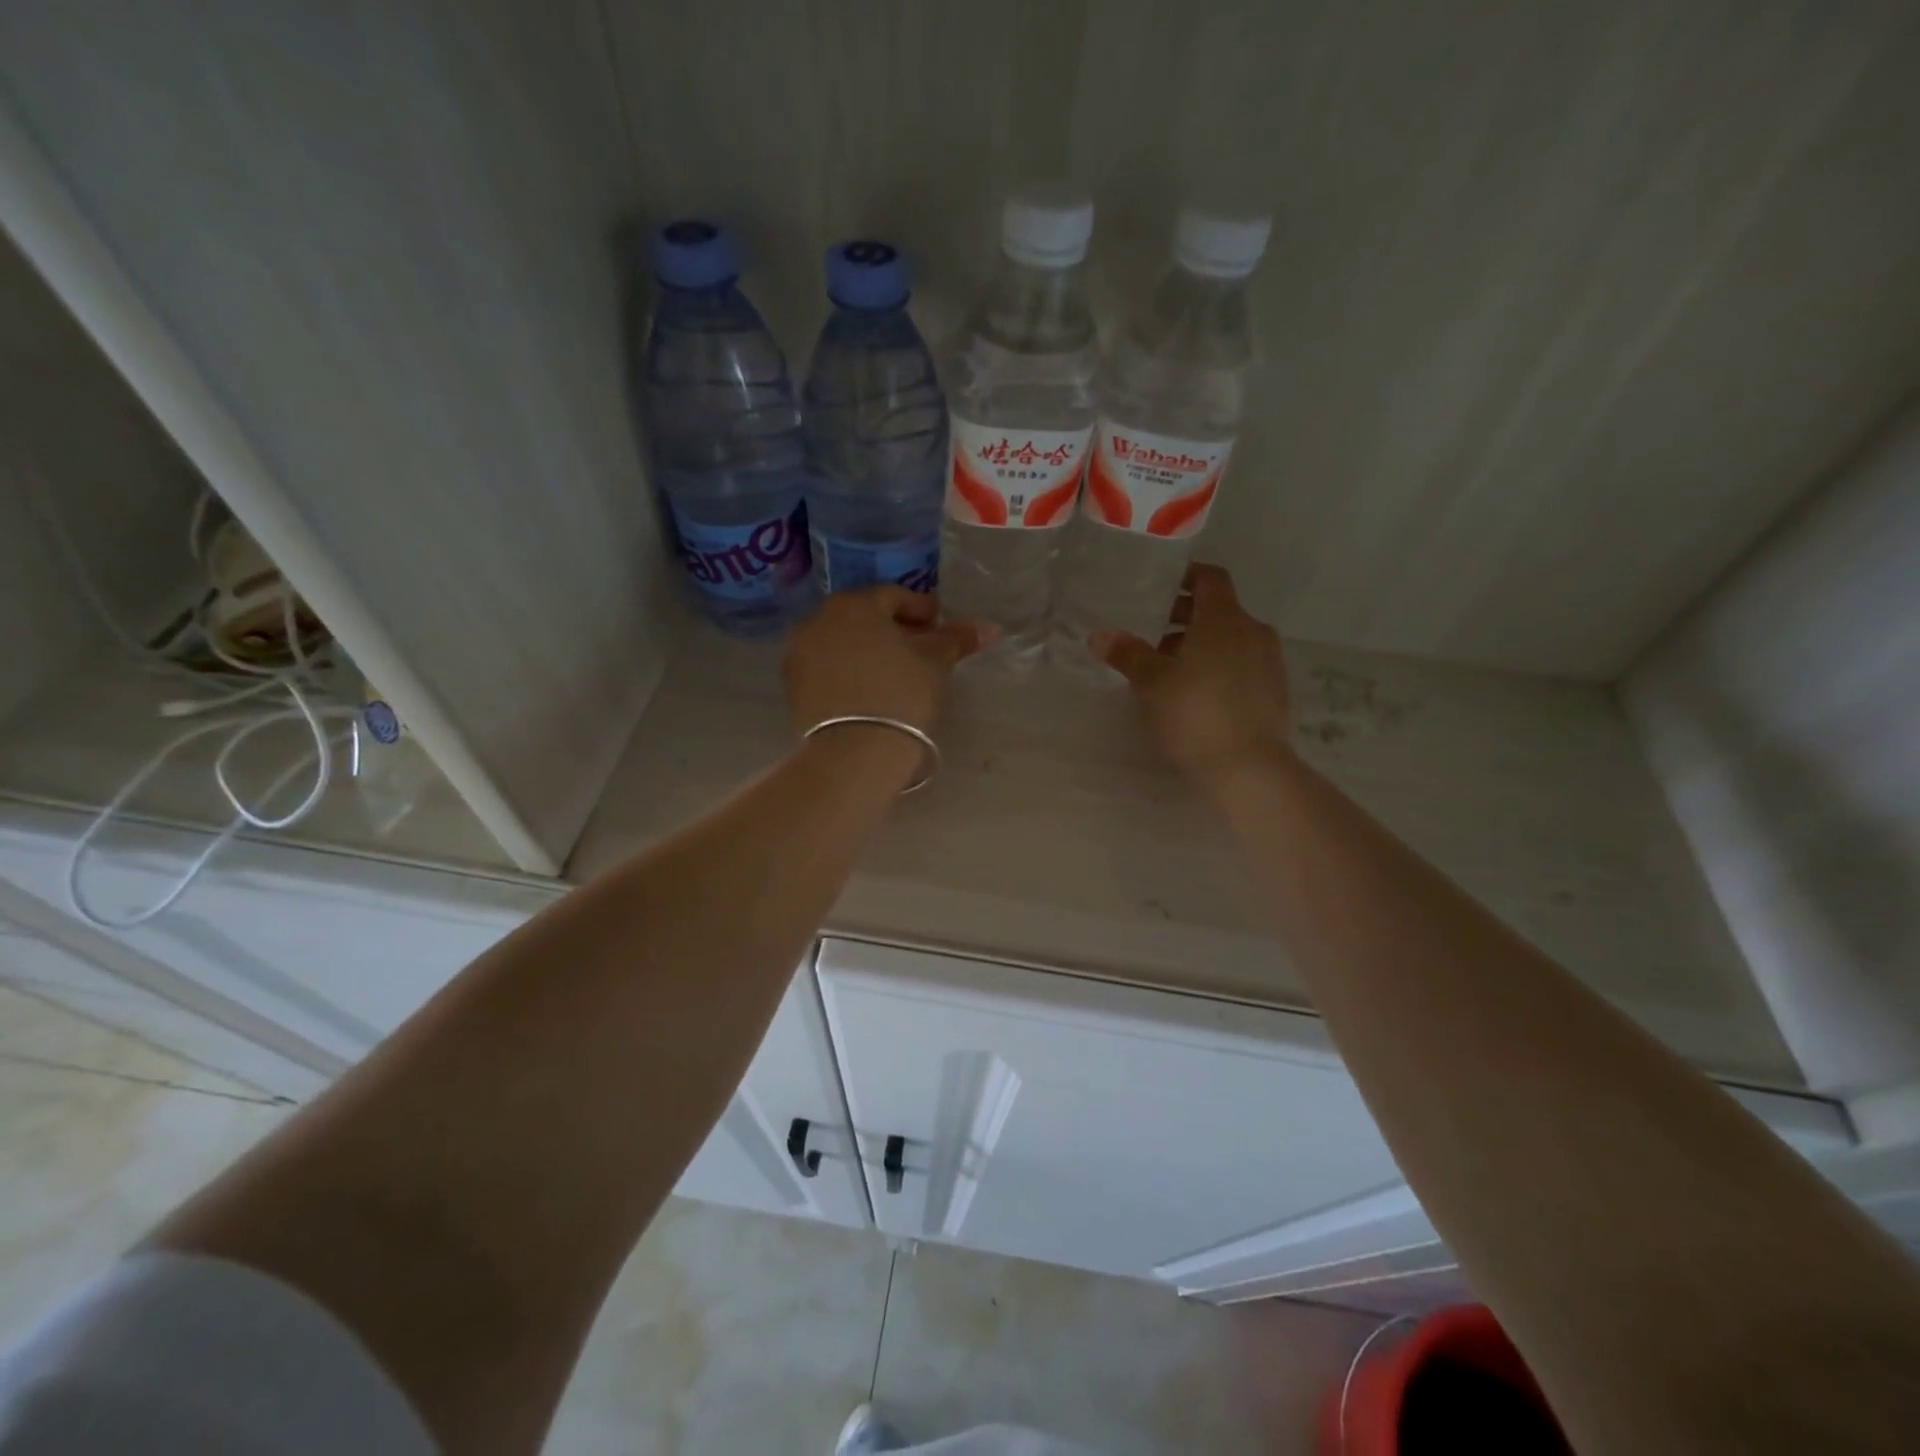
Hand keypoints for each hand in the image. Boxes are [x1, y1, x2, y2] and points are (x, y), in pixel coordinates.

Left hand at [784, 587, 990, 737]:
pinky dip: (851, 673)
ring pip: (845, 644)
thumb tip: (991, 627)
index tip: (941, 626)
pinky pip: (830, 670)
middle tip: (923, 651)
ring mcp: (799, 655)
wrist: (853, 753)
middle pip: (865, 619)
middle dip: (895, 631)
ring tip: (899, 674)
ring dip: (871, 652)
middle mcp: (817, 621)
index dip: (922, 610)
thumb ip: (957, 638)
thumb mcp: (935, 662)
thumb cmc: (900, 694)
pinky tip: (872, 692)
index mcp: (853, 604)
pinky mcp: (793, 688)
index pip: (894, 597)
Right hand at [1090, 564, 1291, 790]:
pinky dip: (1221, 667)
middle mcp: (1253, 631)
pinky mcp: (1276, 691)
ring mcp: (1270, 662)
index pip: (1210, 578)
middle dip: (1186, 619)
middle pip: (1219, 611)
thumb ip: (1127, 654)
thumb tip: (1099, 635)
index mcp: (1224, 619)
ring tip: (1171, 671)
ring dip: (1203, 646)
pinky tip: (1199, 695)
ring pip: (1232, 640)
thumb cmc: (1195, 714)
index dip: (1187, 576)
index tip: (1163, 586)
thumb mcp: (1151, 683)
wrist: (1249, 768)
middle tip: (1153, 636)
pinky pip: (1244, 665)